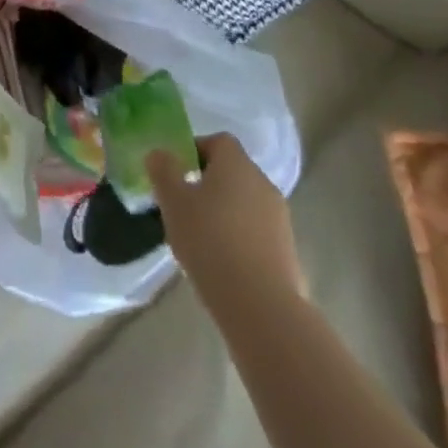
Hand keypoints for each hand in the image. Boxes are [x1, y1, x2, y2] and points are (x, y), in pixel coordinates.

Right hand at [148, 134, 301, 301]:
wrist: (260, 306)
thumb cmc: (209, 240)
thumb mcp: (172, 201)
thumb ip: (163, 171)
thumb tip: (160, 154)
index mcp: (237, 164)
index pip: (218, 141)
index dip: (196, 150)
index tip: (178, 174)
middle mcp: (263, 183)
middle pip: (232, 173)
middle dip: (208, 185)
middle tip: (184, 208)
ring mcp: (280, 219)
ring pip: (245, 204)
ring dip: (224, 214)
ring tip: (201, 240)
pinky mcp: (288, 252)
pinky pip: (256, 233)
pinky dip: (240, 239)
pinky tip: (223, 264)